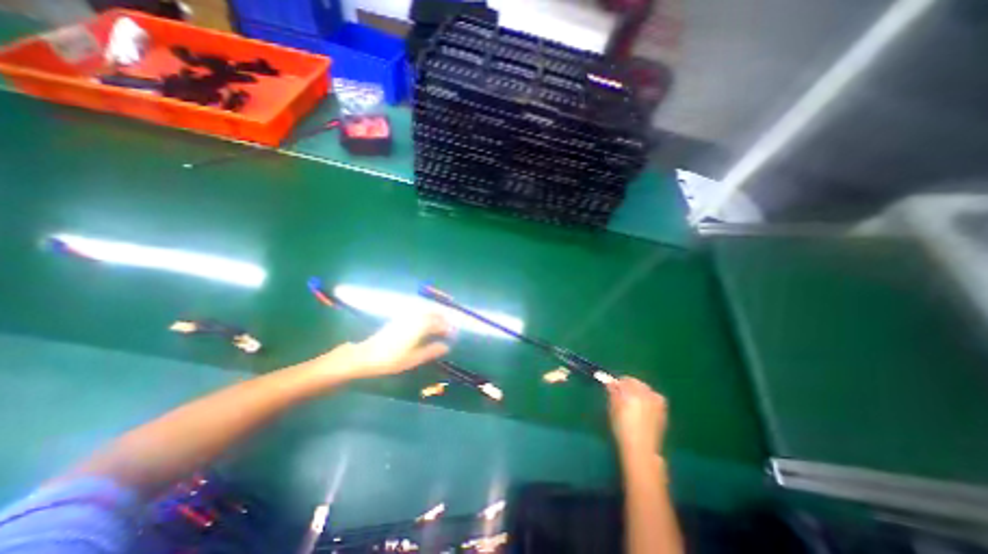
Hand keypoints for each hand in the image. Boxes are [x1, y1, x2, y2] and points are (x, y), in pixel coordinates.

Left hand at [345, 311, 449, 381]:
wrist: (367, 355)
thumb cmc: (392, 360)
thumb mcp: (414, 358)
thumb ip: (431, 351)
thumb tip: (446, 347)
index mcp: (420, 327)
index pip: (439, 324)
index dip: (448, 328)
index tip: (454, 334)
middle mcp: (414, 318)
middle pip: (433, 314)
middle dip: (443, 319)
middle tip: (450, 327)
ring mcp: (406, 317)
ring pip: (425, 311)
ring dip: (435, 315)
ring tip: (440, 324)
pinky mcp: (399, 319)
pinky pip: (417, 312)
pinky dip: (426, 314)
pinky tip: (425, 322)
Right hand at [607, 378, 665, 460]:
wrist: (641, 449)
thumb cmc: (622, 429)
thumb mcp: (613, 409)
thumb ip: (612, 392)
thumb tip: (610, 382)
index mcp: (632, 394)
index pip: (624, 380)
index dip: (617, 383)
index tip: (612, 387)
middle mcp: (646, 394)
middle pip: (636, 382)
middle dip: (628, 385)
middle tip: (621, 394)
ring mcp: (656, 401)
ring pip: (645, 388)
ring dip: (638, 391)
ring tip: (632, 402)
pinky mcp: (663, 409)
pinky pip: (653, 396)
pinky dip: (647, 397)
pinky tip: (643, 408)